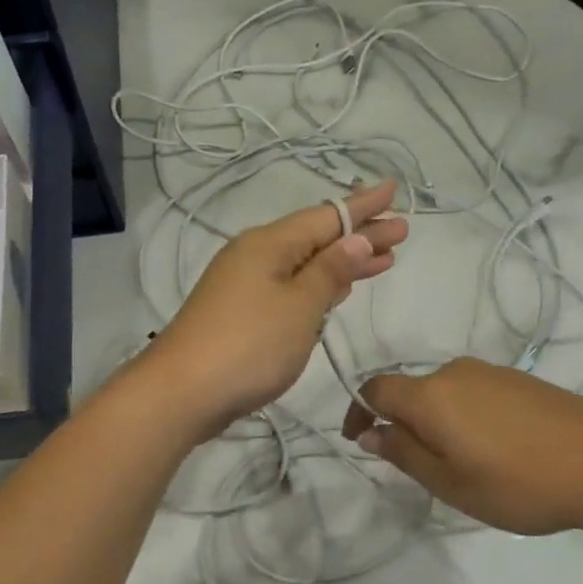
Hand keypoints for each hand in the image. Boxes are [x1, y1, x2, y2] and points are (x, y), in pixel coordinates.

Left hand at [143, 181, 407, 435]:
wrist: (181, 394)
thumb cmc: (248, 345)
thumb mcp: (299, 306)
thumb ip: (330, 272)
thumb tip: (355, 239)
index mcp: (269, 244)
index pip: (326, 217)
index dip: (362, 206)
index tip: (393, 189)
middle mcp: (256, 256)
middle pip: (317, 239)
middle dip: (360, 236)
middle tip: (401, 231)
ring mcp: (245, 285)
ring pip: (305, 264)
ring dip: (343, 262)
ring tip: (382, 259)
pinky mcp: (242, 313)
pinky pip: (291, 287)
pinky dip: (319, 286)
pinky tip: (336, 291)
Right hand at [341, 358, 582, 535]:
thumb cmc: (518, 482)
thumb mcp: (451, 482)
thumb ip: (404, 453)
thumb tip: (370, 431)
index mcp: (430, 394)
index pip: (376, 388)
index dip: (358, 411)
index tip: (359, 441)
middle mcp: (455, 372)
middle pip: (411, 390)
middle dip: (402, 423)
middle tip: (417, 468)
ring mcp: (491, 373)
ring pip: (444, 393)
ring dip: (436, 422)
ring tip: (459, 465)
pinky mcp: (519, 381)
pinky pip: (473, 394)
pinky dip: (464, 417)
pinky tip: (492, 450)